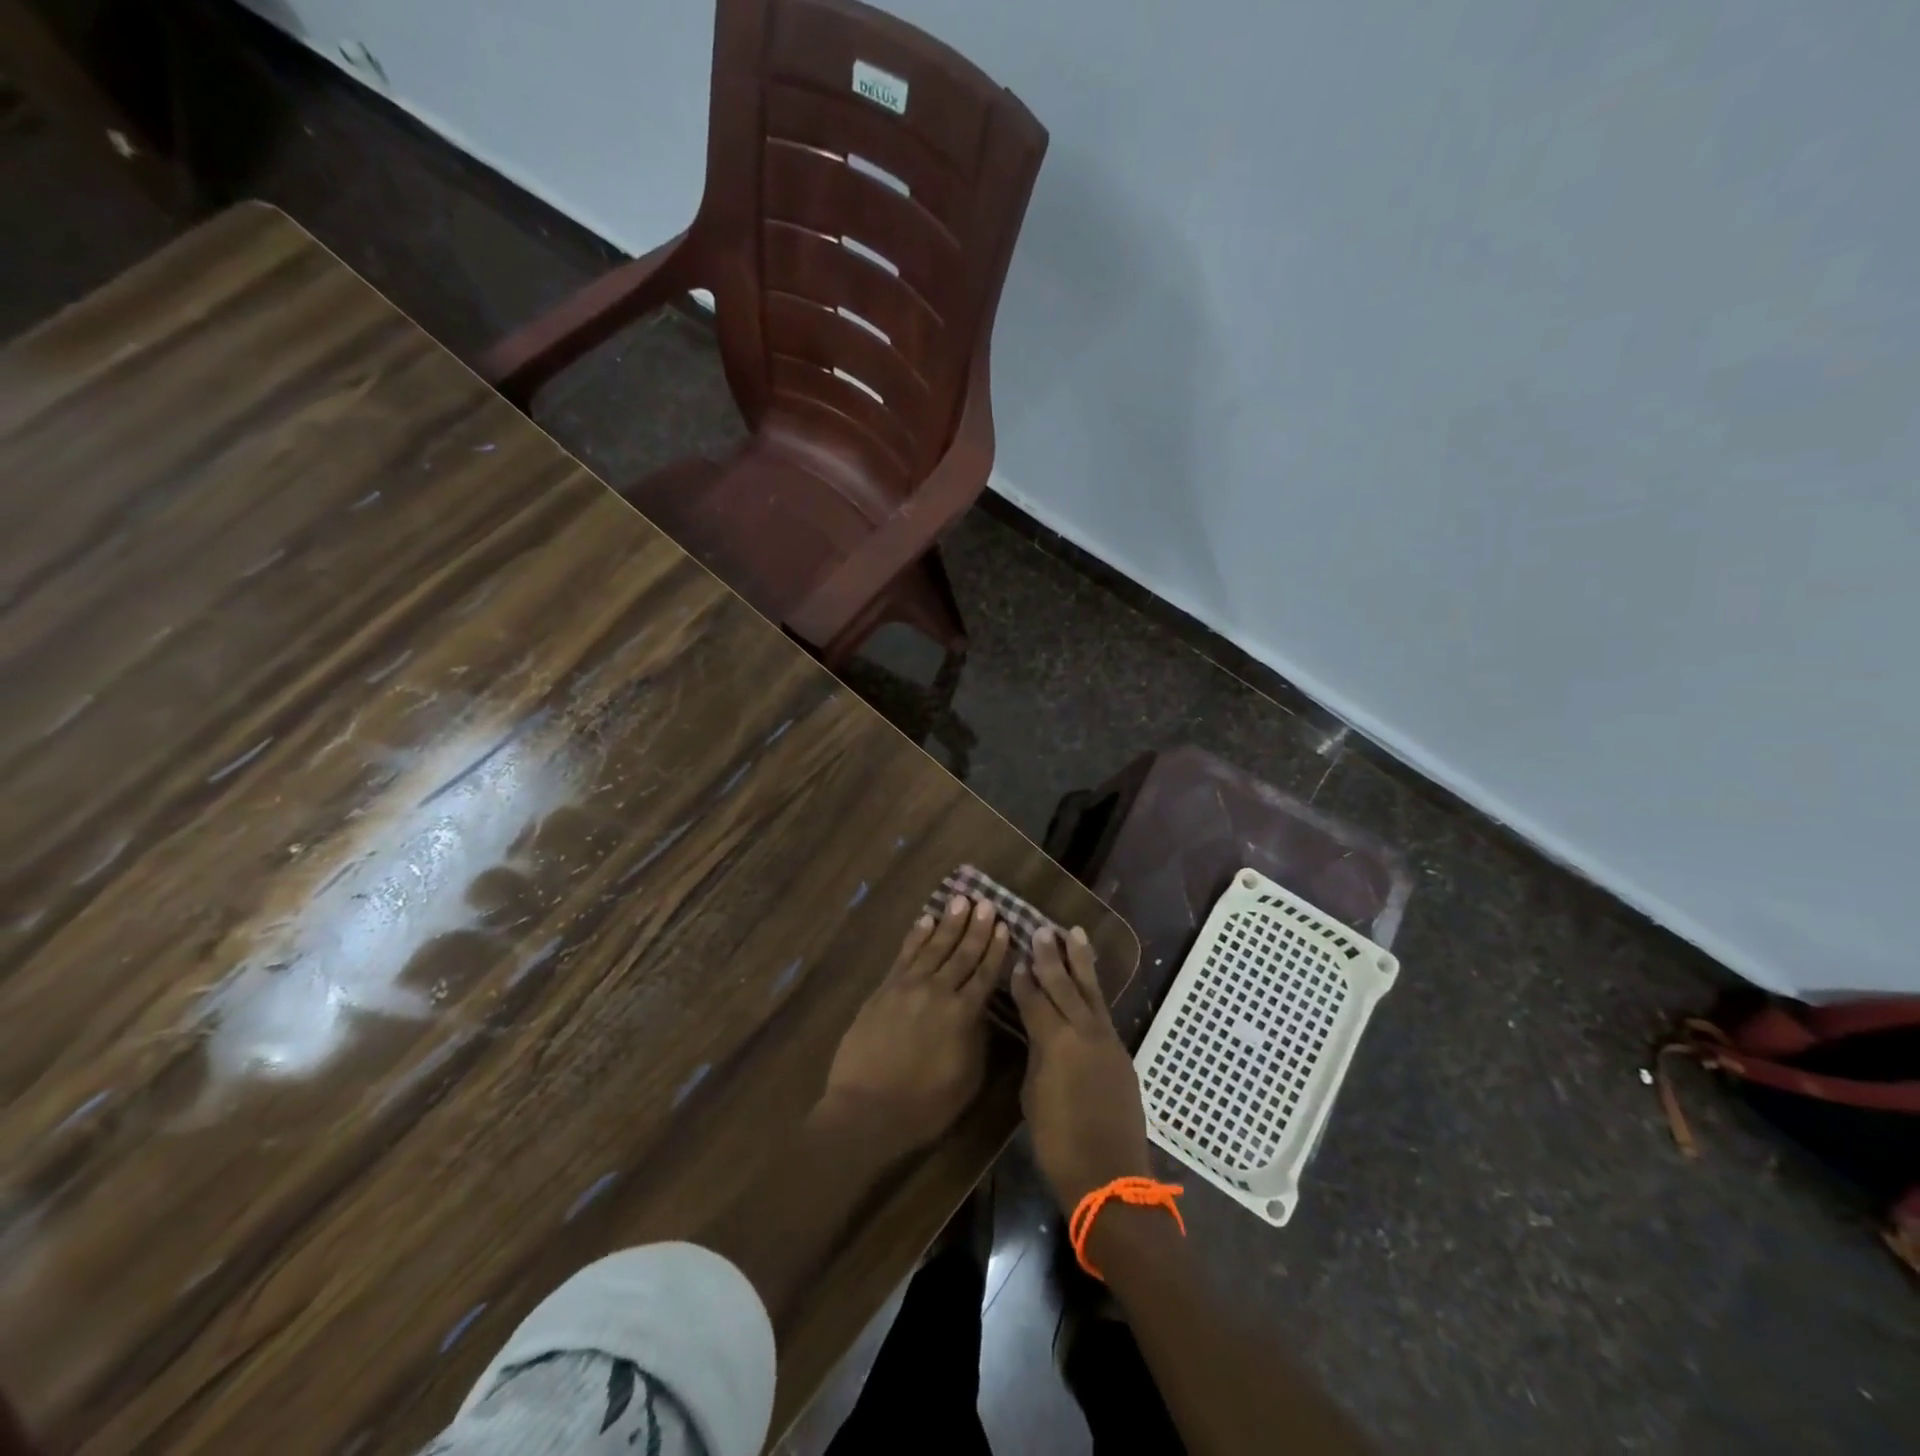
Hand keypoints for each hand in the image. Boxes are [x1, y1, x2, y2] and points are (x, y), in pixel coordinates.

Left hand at [817, 894, 1009, 1161]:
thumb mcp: (967, 1079)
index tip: (1003, 924)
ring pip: (933, 947)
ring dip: (949, 923)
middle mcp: (938, 992)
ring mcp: (908, 987)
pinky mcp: (884, 990)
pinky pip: (904, 955)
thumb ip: (977, 1039)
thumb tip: (981, 1010)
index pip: (985, 973)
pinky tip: (925, 920)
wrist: (866, 1110)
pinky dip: (917, 936)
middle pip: (961, 953)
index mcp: (963, 1015)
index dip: (995, 948)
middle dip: (976, 927)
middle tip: (985, 902)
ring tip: (960, 900)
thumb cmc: (923, 1106)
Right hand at [1011, 925, 1152, 1212]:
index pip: (1034, 1000)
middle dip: (1051, 956)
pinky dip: (1093, 989)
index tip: (1016, 955)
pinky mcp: (1121, 1052)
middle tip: (1041, 929)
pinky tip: (1088, 979)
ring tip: (1073, 932)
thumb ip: (1037, 1057)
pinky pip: (1103, 1010)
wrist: (1110, 1176)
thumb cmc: (1059, 1144)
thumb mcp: (1034, 1097)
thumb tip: (1040, 1036)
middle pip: (1064, 985)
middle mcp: (1083, 1032)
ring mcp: (1106, 1040)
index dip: (1023, 979)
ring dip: (1080, 961)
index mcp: (1055, 1043)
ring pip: (1090, 991)